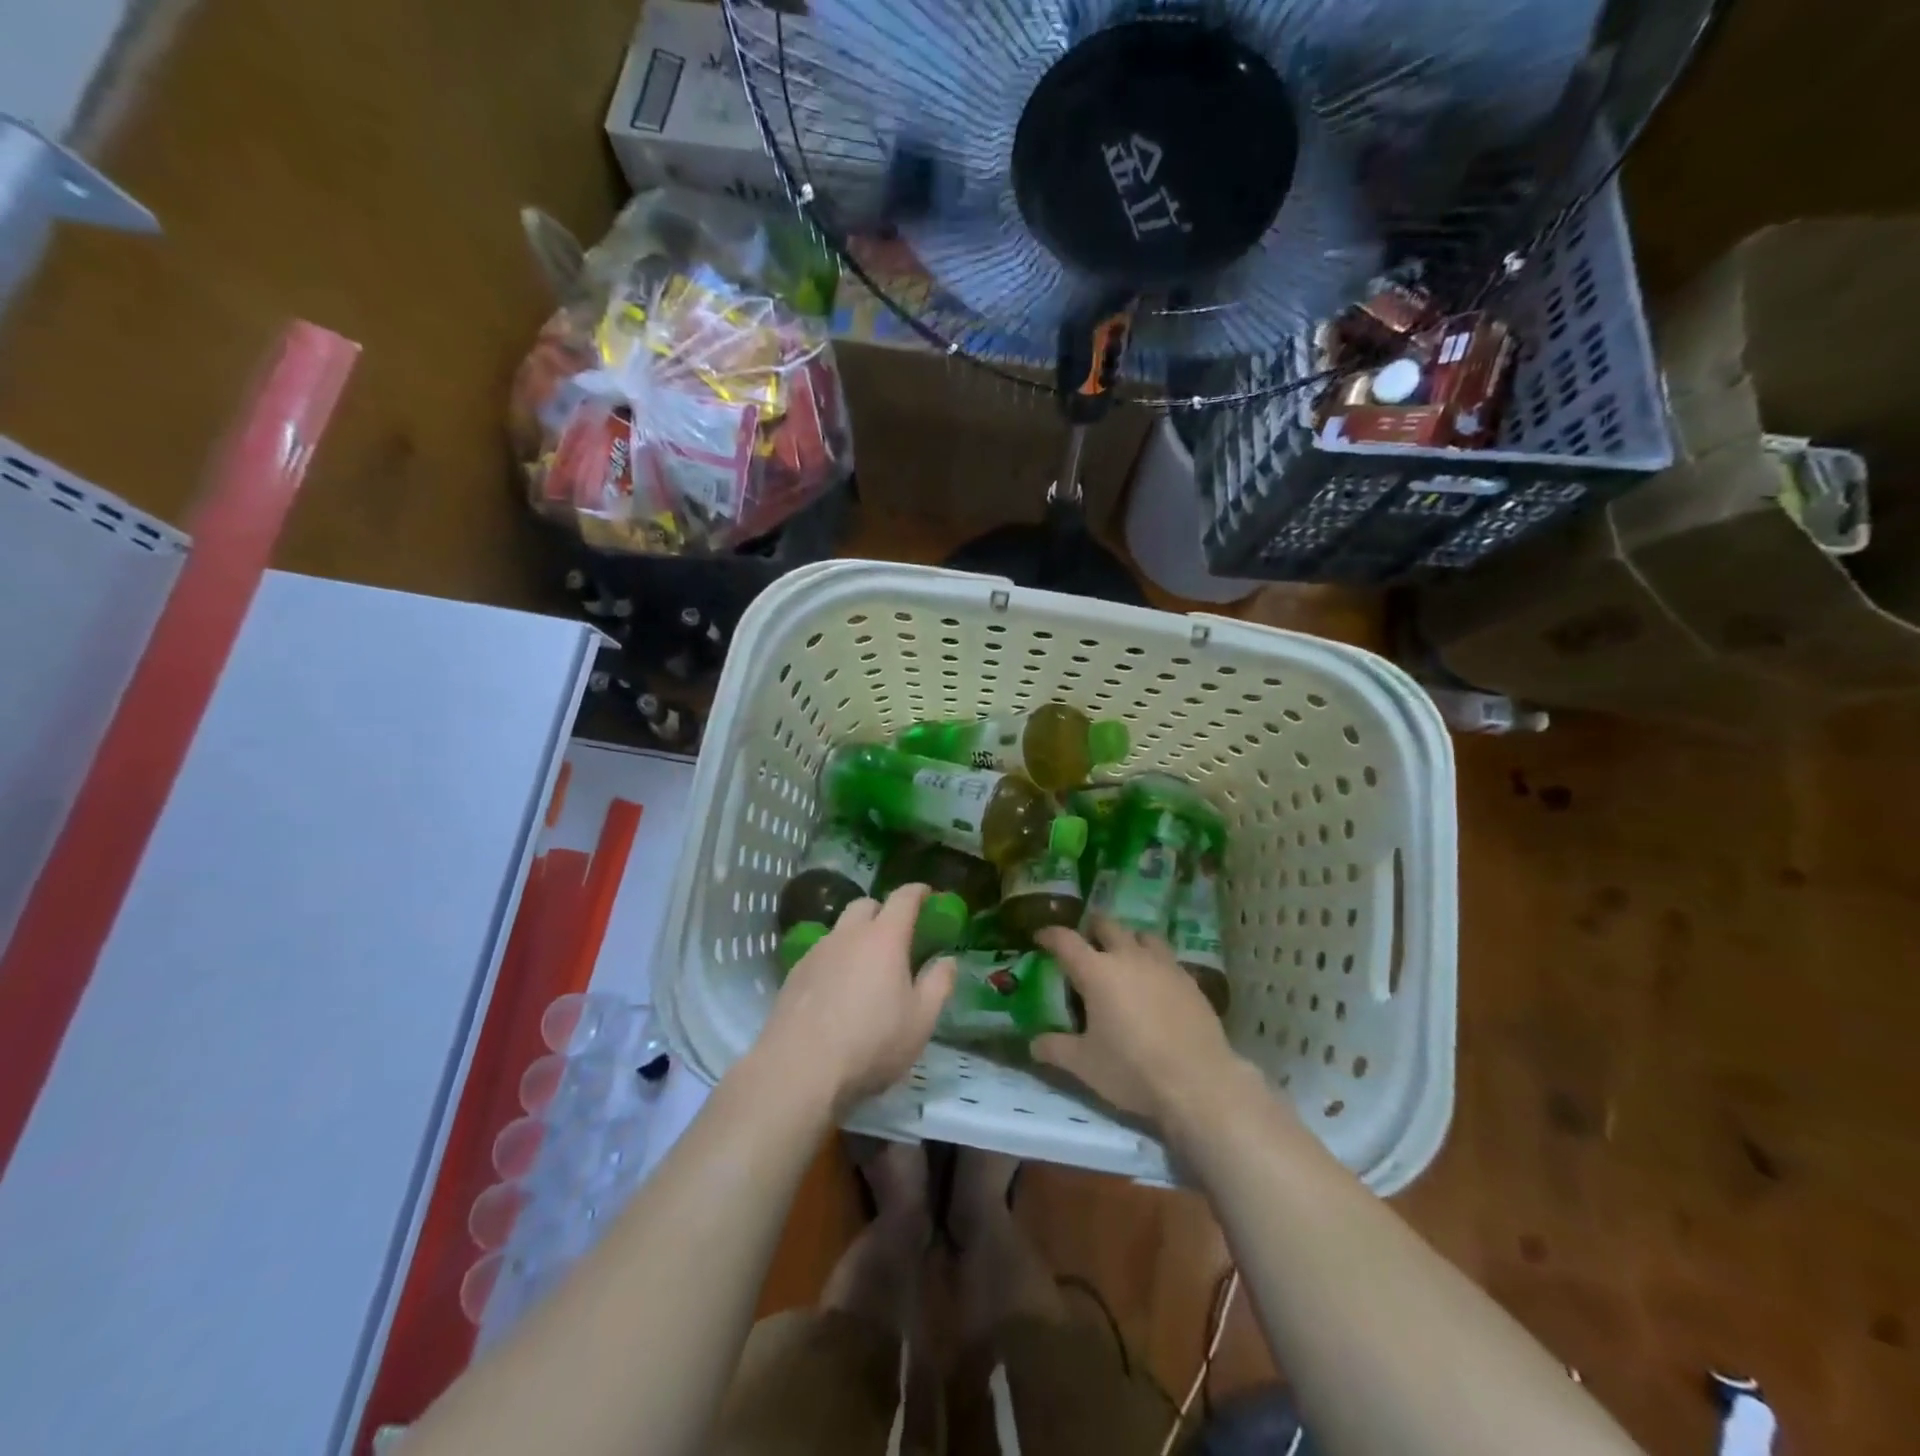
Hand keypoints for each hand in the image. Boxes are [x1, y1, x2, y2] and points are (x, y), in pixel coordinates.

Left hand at [756, 884, 957, 1113]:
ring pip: (840, 929)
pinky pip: (821, 953)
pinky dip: (835, 960)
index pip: (904, 898)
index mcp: (884, 937)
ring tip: (866, 967)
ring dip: (856, 936)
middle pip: (866, 905)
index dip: (918, 892)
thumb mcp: (920, 1020)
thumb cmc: (871, 1042)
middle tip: (897, 934)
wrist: (798, 1069)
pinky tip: (838, 990)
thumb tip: (947, 960)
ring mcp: (816, 952)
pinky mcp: (794, 974)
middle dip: (884, 910)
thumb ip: (938, 984)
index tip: (928, 895)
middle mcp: (848, 934)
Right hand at [1032, 917, 1243, 1126]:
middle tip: (1085, 944)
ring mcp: (1163, 965)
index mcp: (1097, 972)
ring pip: (1141, 935)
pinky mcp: (1189, 980)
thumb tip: (1033, 1044)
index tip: (1041, 937)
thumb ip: (1056, 1049)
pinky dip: (1153, 961)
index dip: (1050, 935)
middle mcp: (1129, 958)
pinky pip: (1166, 957)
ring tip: (1123, 956)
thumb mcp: (1085, 1065)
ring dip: (1127, 939)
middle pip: (1107, 925)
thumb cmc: (1132, 1070)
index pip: (1066, 940)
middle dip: (1092, 929)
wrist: (1199, 1082)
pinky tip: (1155, 983)